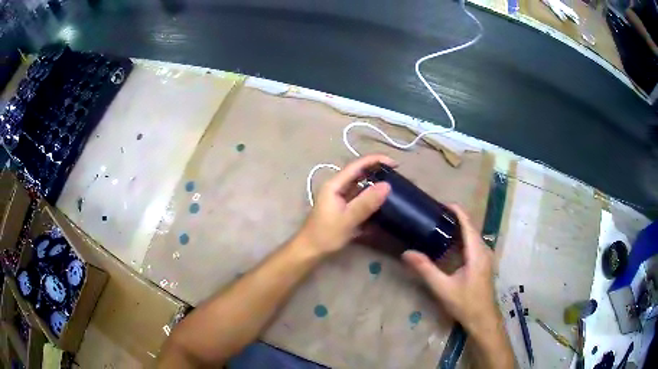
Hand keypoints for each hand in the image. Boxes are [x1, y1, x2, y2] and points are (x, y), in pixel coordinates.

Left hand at [299, 155, 393, 255]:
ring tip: (393, 187)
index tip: (395, 164)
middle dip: (377, 171)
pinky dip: (370, 197)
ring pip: (360, 185)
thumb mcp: (348, 219)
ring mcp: (339, 197)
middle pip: (359, 173)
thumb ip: (366, 202)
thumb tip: (387, 185)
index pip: (357, 165)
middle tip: (397, 176)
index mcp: (334, 185)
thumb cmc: (325, 235)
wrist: (310, 251)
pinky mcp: (342, 207)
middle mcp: (337, 187)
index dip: (376, 161)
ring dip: (375, 184)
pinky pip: (359, 197)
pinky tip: (381, 202)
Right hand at [402, 204, 499, 334]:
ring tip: (439, 226)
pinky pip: (473, 244)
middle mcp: (484, 250)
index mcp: (476, 252)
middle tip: (434, 216)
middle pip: (470, 227)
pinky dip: (462, 239)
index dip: (456, 210)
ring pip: (472, 235)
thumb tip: (407, 253)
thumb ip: (426, 269)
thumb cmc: (465, 303)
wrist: (483, 319)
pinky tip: (450, 245)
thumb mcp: (443, 288)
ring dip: (458, 228)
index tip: (440, 203)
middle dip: (455, 218)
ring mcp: (486, 256)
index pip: (467, 223)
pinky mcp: (484, 263)